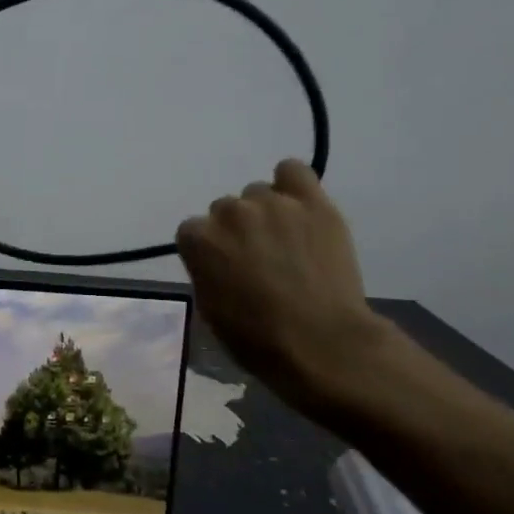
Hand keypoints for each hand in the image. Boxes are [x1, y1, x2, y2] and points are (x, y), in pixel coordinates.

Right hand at [174, 160, 391, 409]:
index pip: (192, 231)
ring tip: (286, 241)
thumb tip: (217, 259)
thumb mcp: (209, 309)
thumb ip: (205, 270)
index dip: (208, 251)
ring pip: (258, 194)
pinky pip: (293, 171)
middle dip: (236, 231)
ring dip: (265, 213)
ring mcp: (272, 204)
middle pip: (225, 210)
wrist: (321, 343)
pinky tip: (298, 208)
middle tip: (257, 258)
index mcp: (199, 241)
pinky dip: (292, 185)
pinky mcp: (312, 202)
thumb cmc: (256, 338)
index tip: (223, 269)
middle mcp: (230, 213)